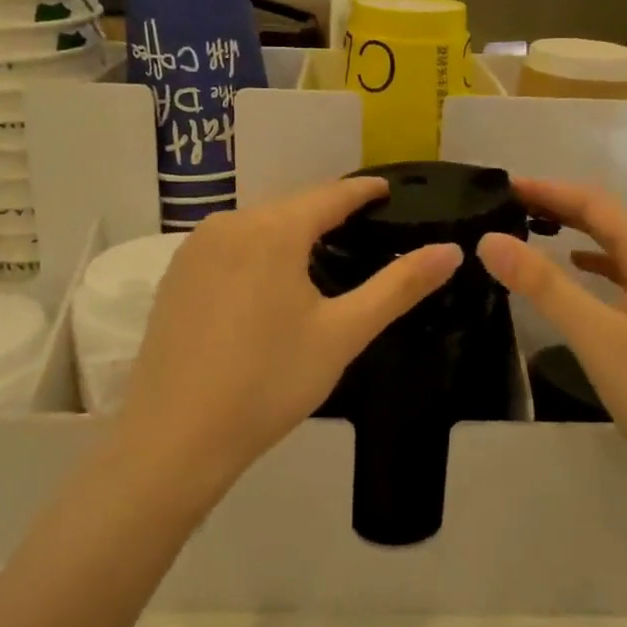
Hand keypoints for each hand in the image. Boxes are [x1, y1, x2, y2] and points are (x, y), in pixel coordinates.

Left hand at [116, 178, 461, 504]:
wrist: (175, 437)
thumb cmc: (269, 381)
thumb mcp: (343, 333)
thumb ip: (398, 286)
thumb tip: (452, 250)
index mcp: (273, 229)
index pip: (331, 194)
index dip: (363, 190)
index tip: (387, 190)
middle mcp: (230, 223)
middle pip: (292, 207)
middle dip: (328, 214)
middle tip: (363, 229)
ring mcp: (194, 249)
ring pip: (257, 227)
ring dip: (291, 234)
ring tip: (321, 255)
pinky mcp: (174, 276)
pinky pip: (228, 248)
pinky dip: (257, 254)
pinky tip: (267, 285)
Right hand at [476, 178, 626, 493]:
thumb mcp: (596, 337)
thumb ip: (544, 285)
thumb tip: (490, 240)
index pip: (595, 203)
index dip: (548, 190)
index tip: (505, 185)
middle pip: (610, 220)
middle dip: (561, 207)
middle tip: (511, 204)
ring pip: (620, 247)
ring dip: (579, 232)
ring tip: (536, 229)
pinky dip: (598, 264)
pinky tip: (581, 272)